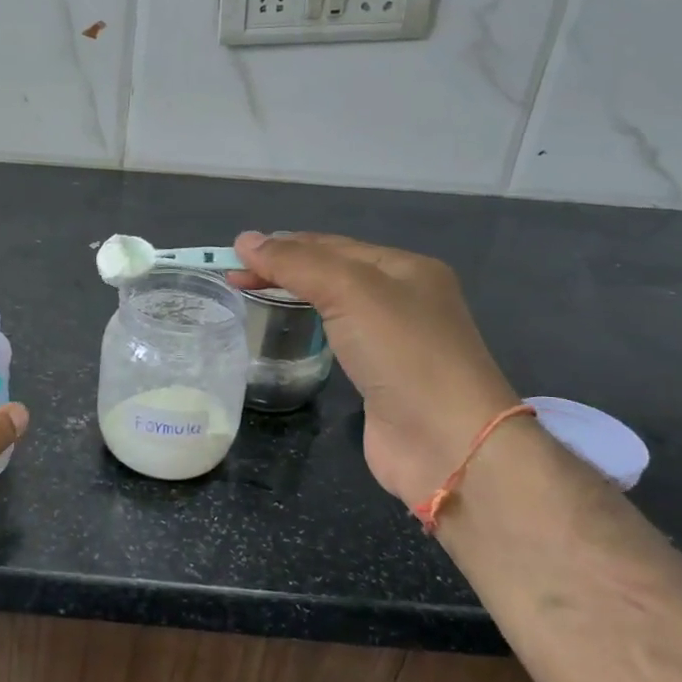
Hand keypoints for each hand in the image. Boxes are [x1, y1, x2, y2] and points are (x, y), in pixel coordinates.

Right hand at [231, 232, 519, 505]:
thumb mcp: (350, 291)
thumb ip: (296, 264)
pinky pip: (338, 339)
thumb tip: (244, 239)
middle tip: (234, 278)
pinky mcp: (382, 377)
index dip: (282, 246)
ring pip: (335, 305)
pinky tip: (291, 332)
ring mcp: (395, 341)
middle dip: (284, 270)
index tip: (234, 256)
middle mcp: (404, 298)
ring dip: (295, 296)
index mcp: (405, 268)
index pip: (332, 245)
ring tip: (252, 297)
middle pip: (333, 272)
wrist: (447, 443)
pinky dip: (310, 329)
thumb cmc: (403, 353)